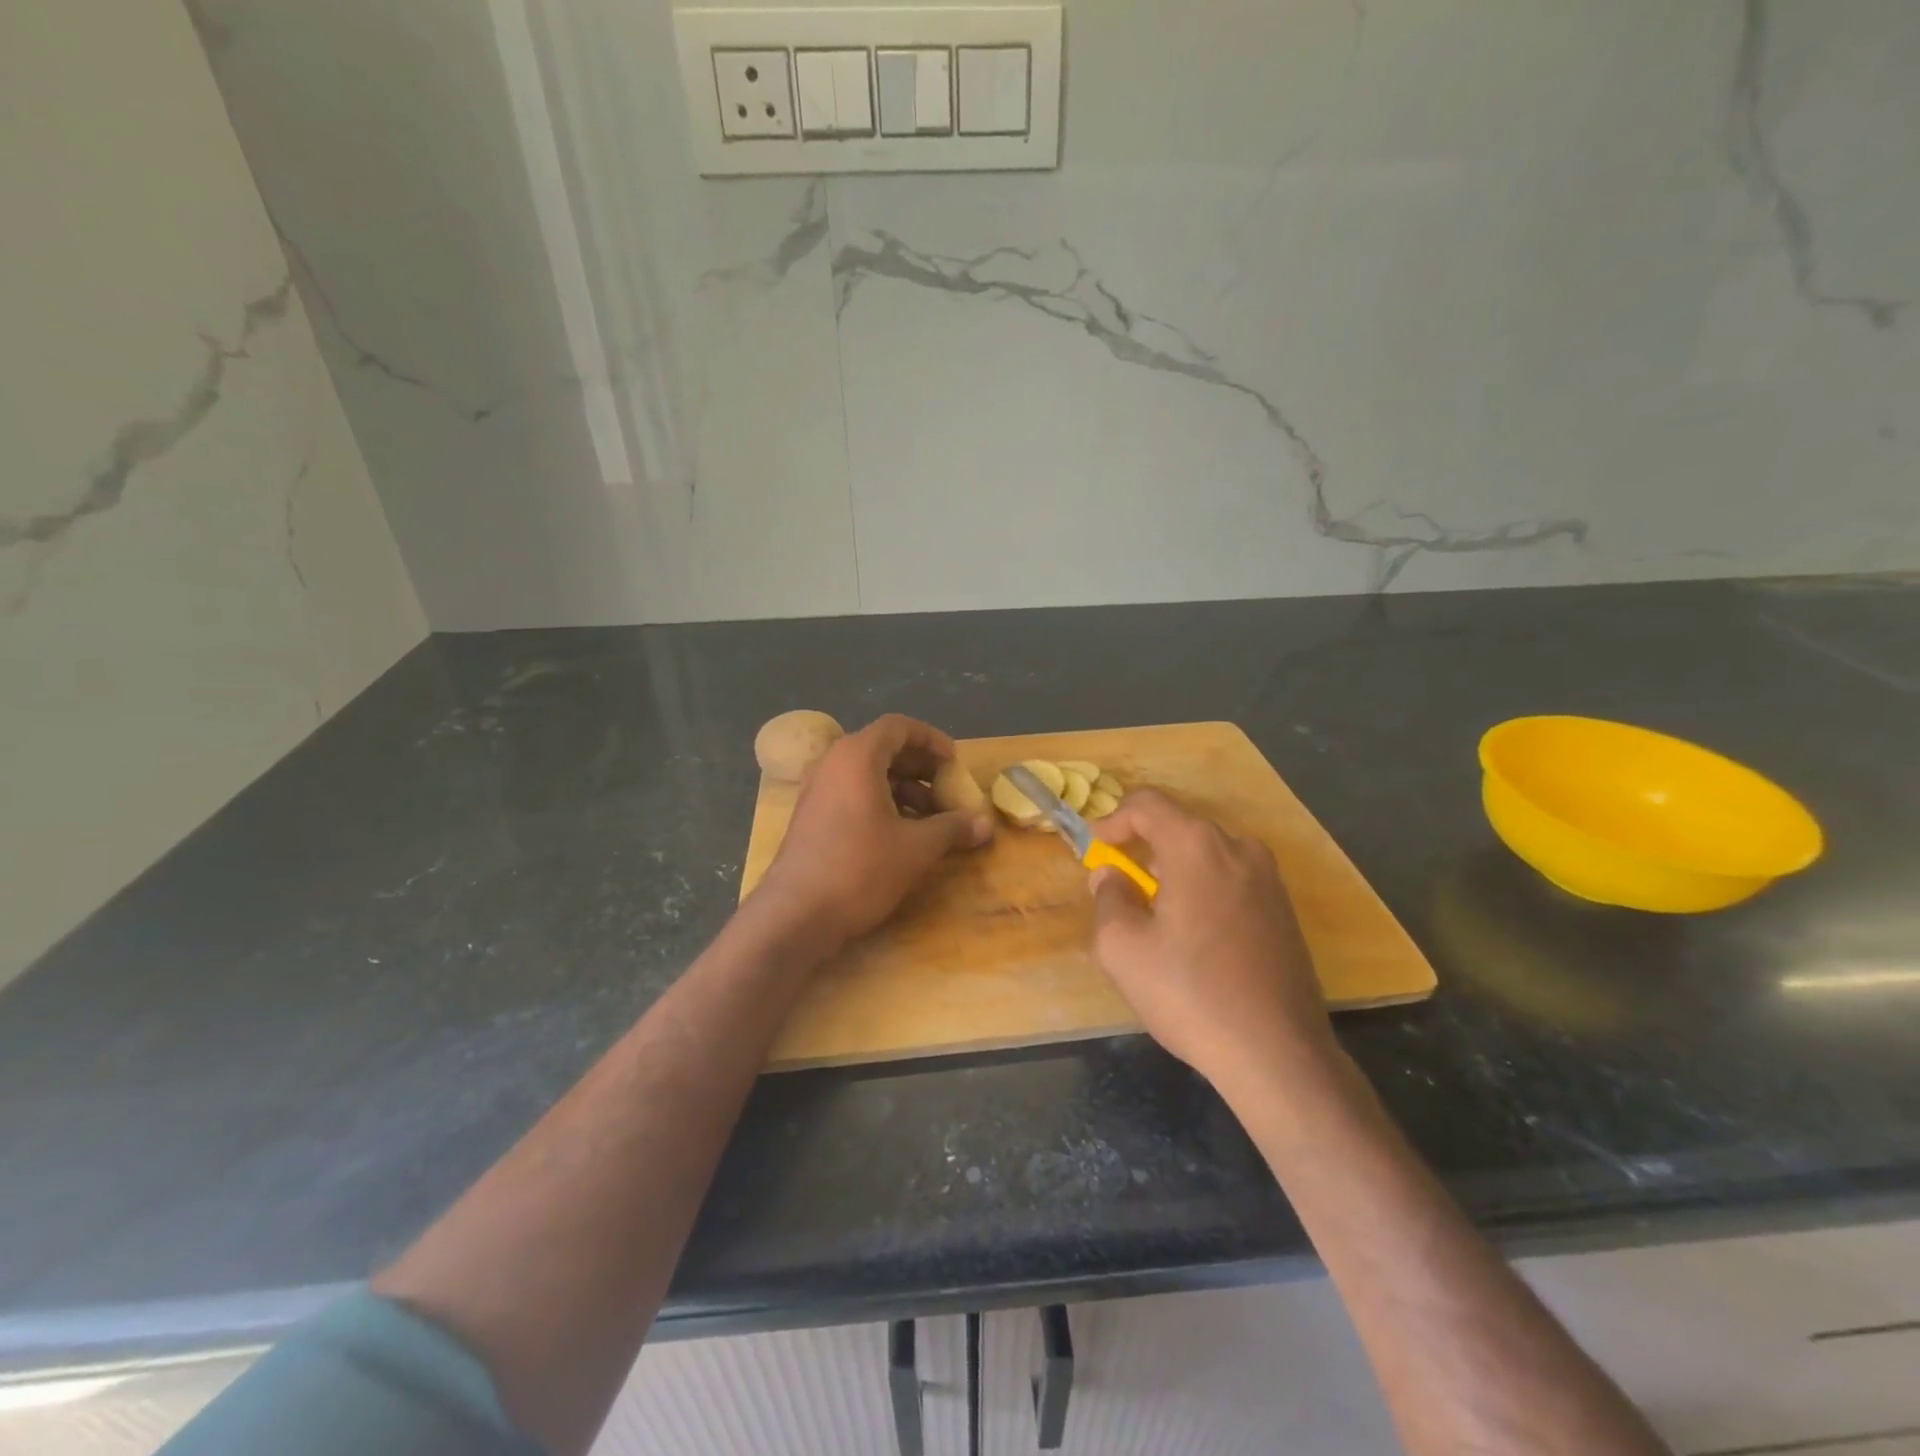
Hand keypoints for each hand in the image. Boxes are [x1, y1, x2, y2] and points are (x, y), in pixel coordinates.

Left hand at [756, 714, 992, 949]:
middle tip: (948, 790)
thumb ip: (952, 828)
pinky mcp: (811, 817)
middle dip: (921, 768)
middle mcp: (833, 764)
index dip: (932, 740)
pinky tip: (903, 835)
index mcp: (857, 757)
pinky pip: (852, 795)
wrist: (795, 915)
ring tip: (932, 819)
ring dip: (904, 790)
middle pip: (883, 749)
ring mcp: (817, 791)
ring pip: (868, 775)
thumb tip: (986, 824)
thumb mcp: (916, 848)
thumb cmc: (860, 869)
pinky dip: (881, 804)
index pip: (899, 727)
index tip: (955, 762)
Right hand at [1088, 789, 1332, 1085]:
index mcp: (1197, 846)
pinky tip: (1193, 937)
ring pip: (1208, 855)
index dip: (1112, 820)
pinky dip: (1203, 889)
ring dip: (1174, 871)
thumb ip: (1109, 898)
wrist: (1278, 1054)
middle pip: (1180, 827)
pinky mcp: (1285, 911)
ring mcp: (1270, 879)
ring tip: (1154, 914)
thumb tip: (1112, 876)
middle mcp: (1240, 849)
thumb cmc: (1190, 993)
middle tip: (1120, 884)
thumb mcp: (1122, 948)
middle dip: (1143, 848)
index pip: (1147, 804)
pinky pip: (1232, 880)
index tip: (1094, 849)